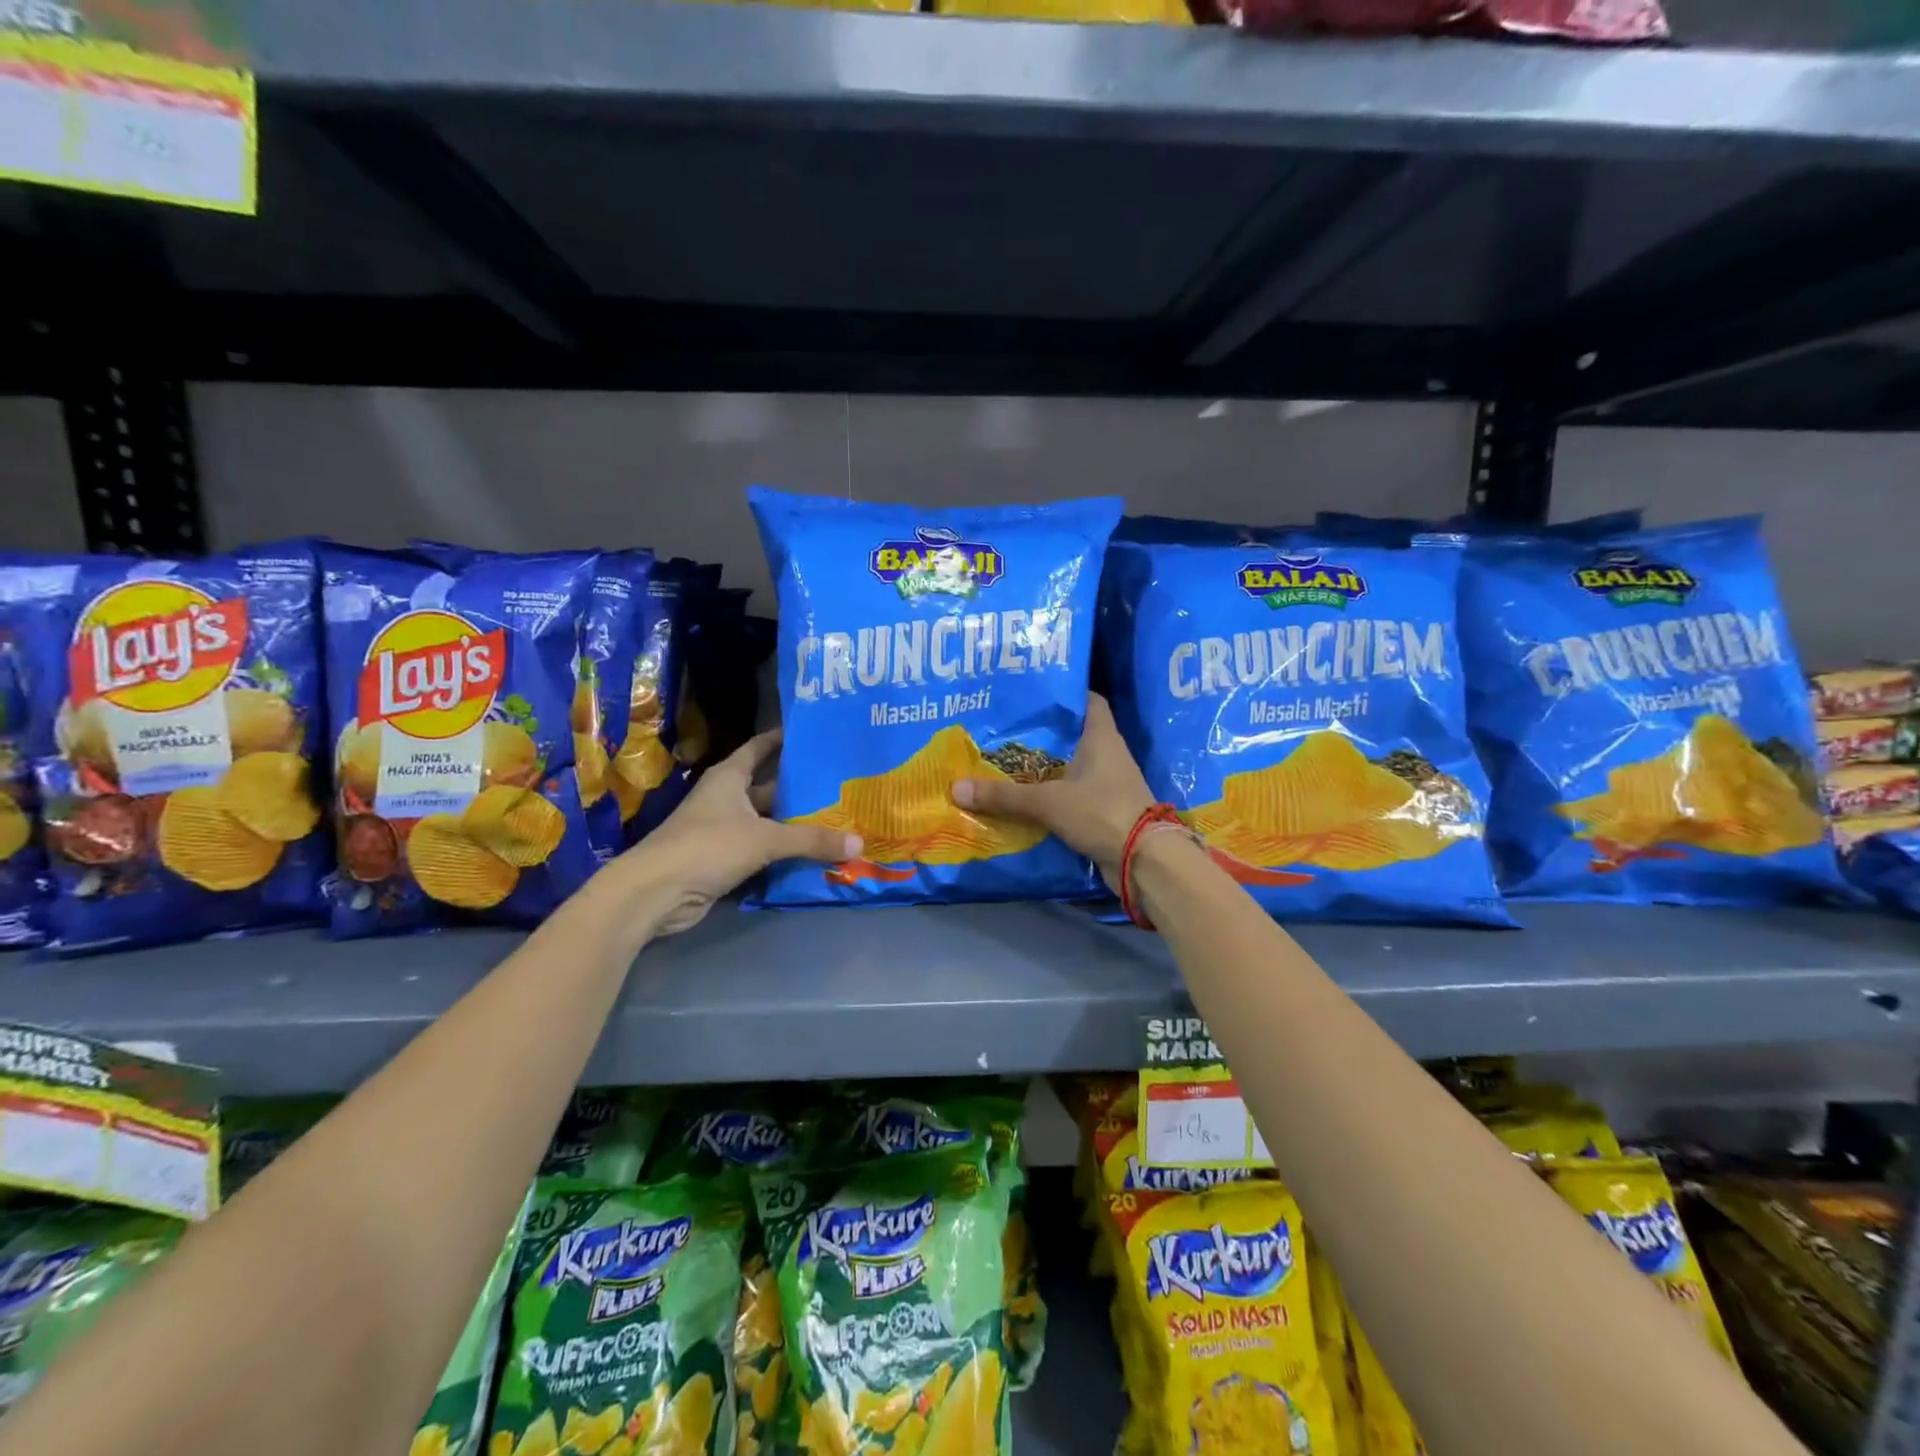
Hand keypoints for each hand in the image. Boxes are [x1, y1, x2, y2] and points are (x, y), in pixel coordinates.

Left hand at [618, 730, 859, 935]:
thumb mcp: (765, 839)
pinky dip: (785, 853)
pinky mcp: (724, 861)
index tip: (814, 735)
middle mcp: (726, 799)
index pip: (759, 748)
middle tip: (843, 786)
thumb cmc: (707, 847)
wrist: (655, 894)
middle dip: (802, 789)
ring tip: (839, 820)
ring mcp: (724, 831)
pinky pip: (763, 851)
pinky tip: (815, 854)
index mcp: (729, 778)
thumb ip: (811, 840)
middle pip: (771, 788)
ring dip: (796, 825)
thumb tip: (859, 843)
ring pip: (769, 823)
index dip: (783, 740)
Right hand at [951, 694, 1153, 891]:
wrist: (1144, 860)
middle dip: (1045, 734)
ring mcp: (1110, 784)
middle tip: (1007, 729)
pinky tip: (1027, 799)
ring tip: (1009, 762)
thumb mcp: (1047, 801)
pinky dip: (1055, 796)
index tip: (1033, 694)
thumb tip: (956, 788)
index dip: (1065, 694)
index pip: (1088, 700)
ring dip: (1048, 767)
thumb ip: (1004, 796)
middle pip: (1075, 734)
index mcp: (1102, 737)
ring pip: (1074, 767)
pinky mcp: (1107, 811)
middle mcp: (1109, 754)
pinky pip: (1075, 795)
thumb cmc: (1101, 812)